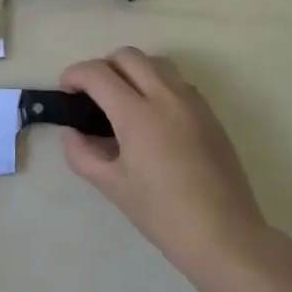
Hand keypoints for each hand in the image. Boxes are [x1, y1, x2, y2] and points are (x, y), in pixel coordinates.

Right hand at [61, 49, 270, 281]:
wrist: (225, 236)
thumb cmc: (162, 213)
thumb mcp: (111, 186)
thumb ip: (82, 154)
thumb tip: (71, 133)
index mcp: (137, 114)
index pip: (97, 73)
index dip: (74, 74)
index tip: (66, 91)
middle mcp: (166, 97)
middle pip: (128, 56)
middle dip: (103, 66)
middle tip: (92, 94)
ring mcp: (193, 103)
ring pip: (156, 63)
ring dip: (133, 70)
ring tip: (123, 100)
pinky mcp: (210, 115)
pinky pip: (178, 82)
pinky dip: (158, 84)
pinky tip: (153, 116)